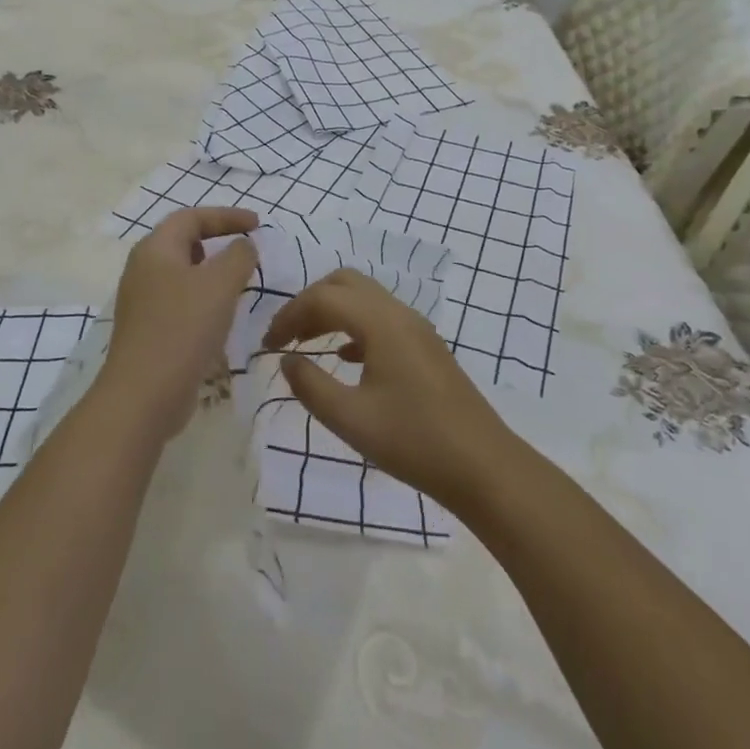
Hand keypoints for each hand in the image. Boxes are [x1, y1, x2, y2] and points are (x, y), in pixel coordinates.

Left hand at [98, 207, 259, 441]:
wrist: (143, 395)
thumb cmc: (183, 328)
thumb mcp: (220, 284)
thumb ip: (239, 256)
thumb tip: (244, 245)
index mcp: (155, 249)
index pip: (192, 217)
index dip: (226, 216)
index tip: (258, 225)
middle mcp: (143, 269)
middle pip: (183, 242)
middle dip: (217, 241)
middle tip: (246, 251)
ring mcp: (142, 302)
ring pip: (182, 274)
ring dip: (212, 274)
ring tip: (239, 284)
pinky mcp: (147, 330)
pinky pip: (179, 302)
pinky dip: (203, 300)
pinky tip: (221, 319)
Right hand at [261, 269, 517, 508]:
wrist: (482, 466)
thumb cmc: (413, 441)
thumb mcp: (350, 419)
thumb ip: (310, 385)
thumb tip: (286, 360)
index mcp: (380, 322)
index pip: (322, 298)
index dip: (288, 316)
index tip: (267, 345)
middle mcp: (398, 312)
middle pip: (344, 283)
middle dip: (309, 302)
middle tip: (287, 336)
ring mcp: (416, 327)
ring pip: (364, 298)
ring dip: (332, 311)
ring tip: (307, 345)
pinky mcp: (425, 345)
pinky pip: (381, 317)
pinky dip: (354, 326)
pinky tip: (345, 359)